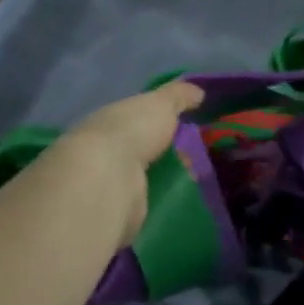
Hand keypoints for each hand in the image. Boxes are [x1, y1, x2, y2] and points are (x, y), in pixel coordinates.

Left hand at [37, 79, 204, 246]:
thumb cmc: (131, 131)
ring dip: (165, 178)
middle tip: (199, 155)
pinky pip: (147, 204)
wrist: (106, 180)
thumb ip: (178, 95)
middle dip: (165, 152)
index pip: (135, 120)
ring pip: (143, 178)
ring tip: (199, 179)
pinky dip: (162, 202)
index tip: (187, 125)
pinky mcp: (118, 213)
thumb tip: (198, 91)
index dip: (159, 121)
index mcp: (110, 121)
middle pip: (140, 150)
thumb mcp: (160, 103)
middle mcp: (104, 152)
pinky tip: (184, 201)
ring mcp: (108, 184)